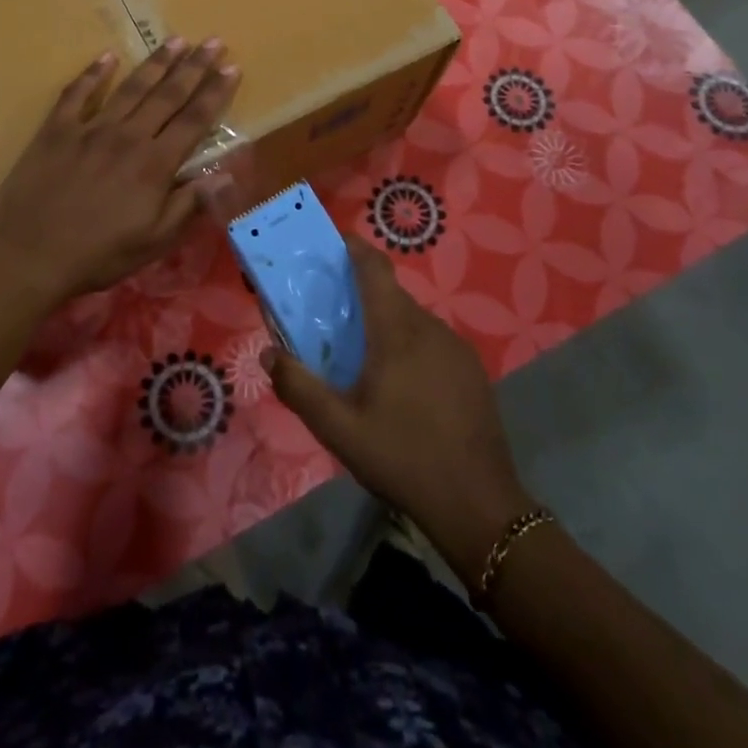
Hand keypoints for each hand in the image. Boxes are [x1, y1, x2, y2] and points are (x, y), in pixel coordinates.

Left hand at [0, 39, 239, 307]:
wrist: (28, 255)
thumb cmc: (97, 254)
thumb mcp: (153, 242)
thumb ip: (189, 204)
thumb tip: (224, 174)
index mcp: (154, 164)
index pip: (194, 120)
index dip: (216, 93)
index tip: (232, 68)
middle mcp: (128, 136)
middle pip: (168, 94)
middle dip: (194, 66)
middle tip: (213, 41)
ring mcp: (90, 128)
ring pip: (130, 87)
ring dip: (156, 62)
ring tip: (176, 39)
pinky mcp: (56, 130)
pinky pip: (77, 93)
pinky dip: (93, 73)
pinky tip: (107, 57)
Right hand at [267, 238, 535, 591]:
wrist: (478, 505)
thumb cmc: (402, 457)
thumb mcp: (339, 429)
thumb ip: (299, 388)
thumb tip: (268, 354)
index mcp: (396, 331)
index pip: (375, 268)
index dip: (354, 247)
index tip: (331, 242)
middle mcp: (429, 327)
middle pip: (391, 294)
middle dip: (361, 294)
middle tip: (332, 314)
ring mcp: (456, 348)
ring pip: (412, 319)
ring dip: (385, 323)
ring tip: (362, 355)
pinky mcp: (472, 370)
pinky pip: (432, 341)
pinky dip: (409, 345)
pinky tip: (401, 384)